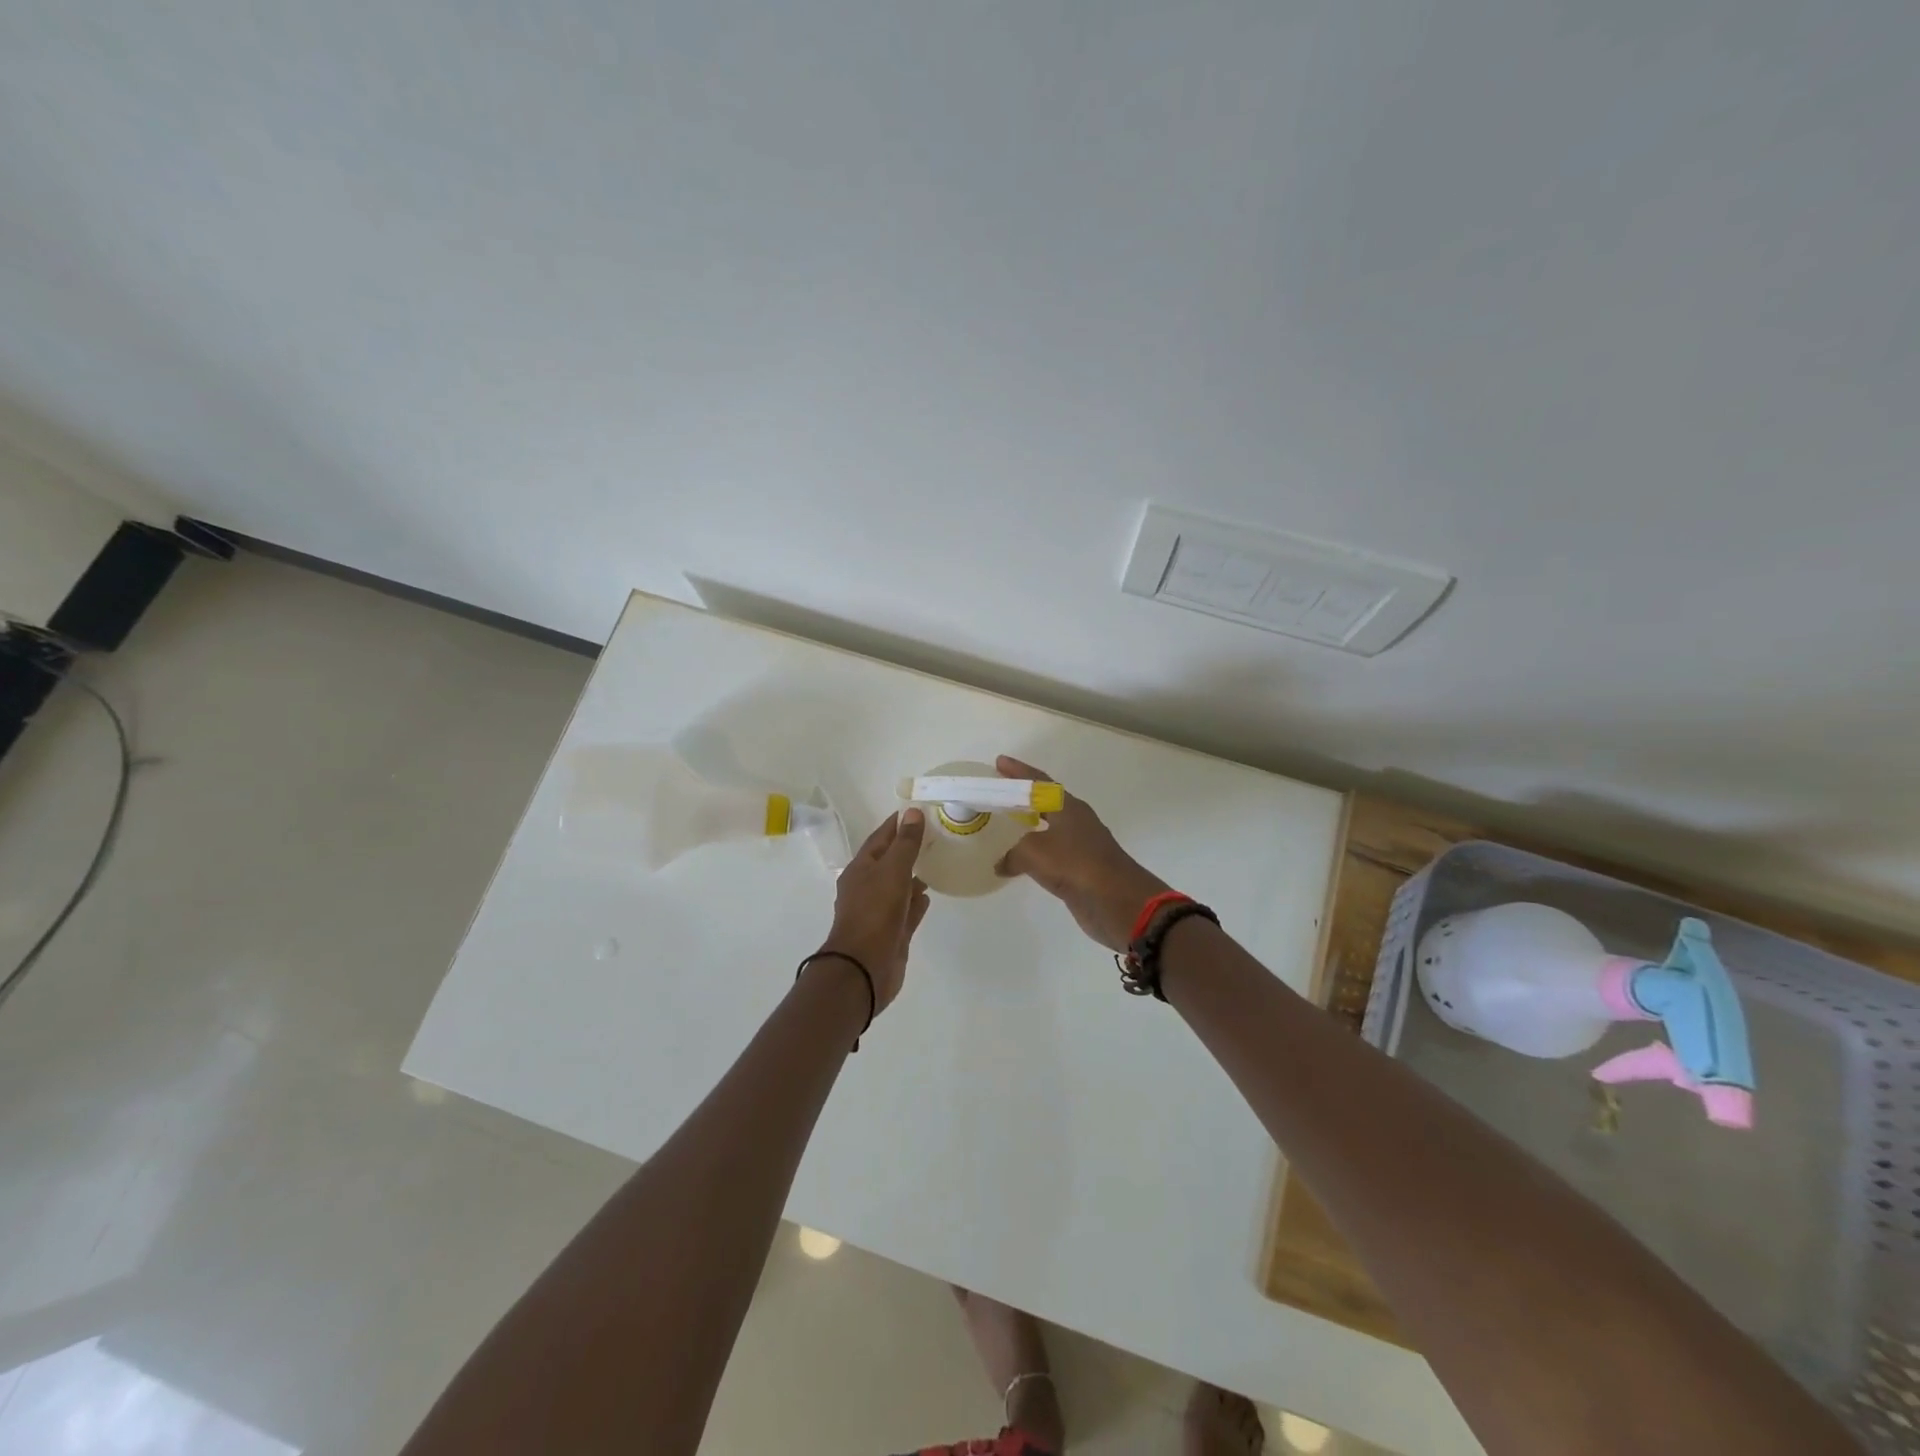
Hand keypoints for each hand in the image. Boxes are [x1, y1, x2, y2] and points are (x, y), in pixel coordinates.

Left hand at [816, 808, 929, 1013]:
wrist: (864, 968)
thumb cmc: (875, 912)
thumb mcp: (892, 871)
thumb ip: (905, 843)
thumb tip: (912, 812)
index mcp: (861, 869)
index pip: (880, 838)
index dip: (897, 823)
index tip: (917, 810)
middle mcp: (867, 888)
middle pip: (889, 862)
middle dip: (908, 849)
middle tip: (935, 835)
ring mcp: (879, 912)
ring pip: (898, 887)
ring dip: (913, 875)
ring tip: (935, 862)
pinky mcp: (892, 933)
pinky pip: (906, 912)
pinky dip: (916, 902)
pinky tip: (929, 895)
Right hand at [992, 755, 1168, 950]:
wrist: (1118, 901)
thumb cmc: (1077, 865)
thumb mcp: (1035, 852)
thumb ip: (1013, 853)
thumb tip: (1002, 864)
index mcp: (1068, 807)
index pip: (1039, 782)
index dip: (1019, 771)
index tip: (1000, 762)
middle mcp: (1076, 821)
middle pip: (1045, 802)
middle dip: (1022, 796)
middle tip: (999, 792)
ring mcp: (1080, 846)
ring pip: (1047, 828)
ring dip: (1027, 825)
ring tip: (1004, 824)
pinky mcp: (1080, 870)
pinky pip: (1049, 854)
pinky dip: (1032, 853)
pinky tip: (1017, 861)